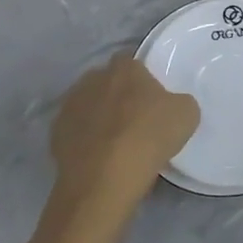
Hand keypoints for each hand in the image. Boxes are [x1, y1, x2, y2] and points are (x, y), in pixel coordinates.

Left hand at [50, 55, 198, 217]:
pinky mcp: (55, 133)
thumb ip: (179, 102)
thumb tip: (173, 106)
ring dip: (98, 118)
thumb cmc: (149, 137)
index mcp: (124, 68)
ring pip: (88, 106)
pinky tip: (96, 159)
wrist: (105, 179)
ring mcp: (70, 105)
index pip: (133, 63)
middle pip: (108, 82)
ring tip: (114, 144)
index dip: (143, 81)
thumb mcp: (186, 115)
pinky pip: (75, 132)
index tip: (152, 101)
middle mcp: (93, 78)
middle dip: (118, 96)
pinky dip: (84, 141)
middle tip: (134, 121)